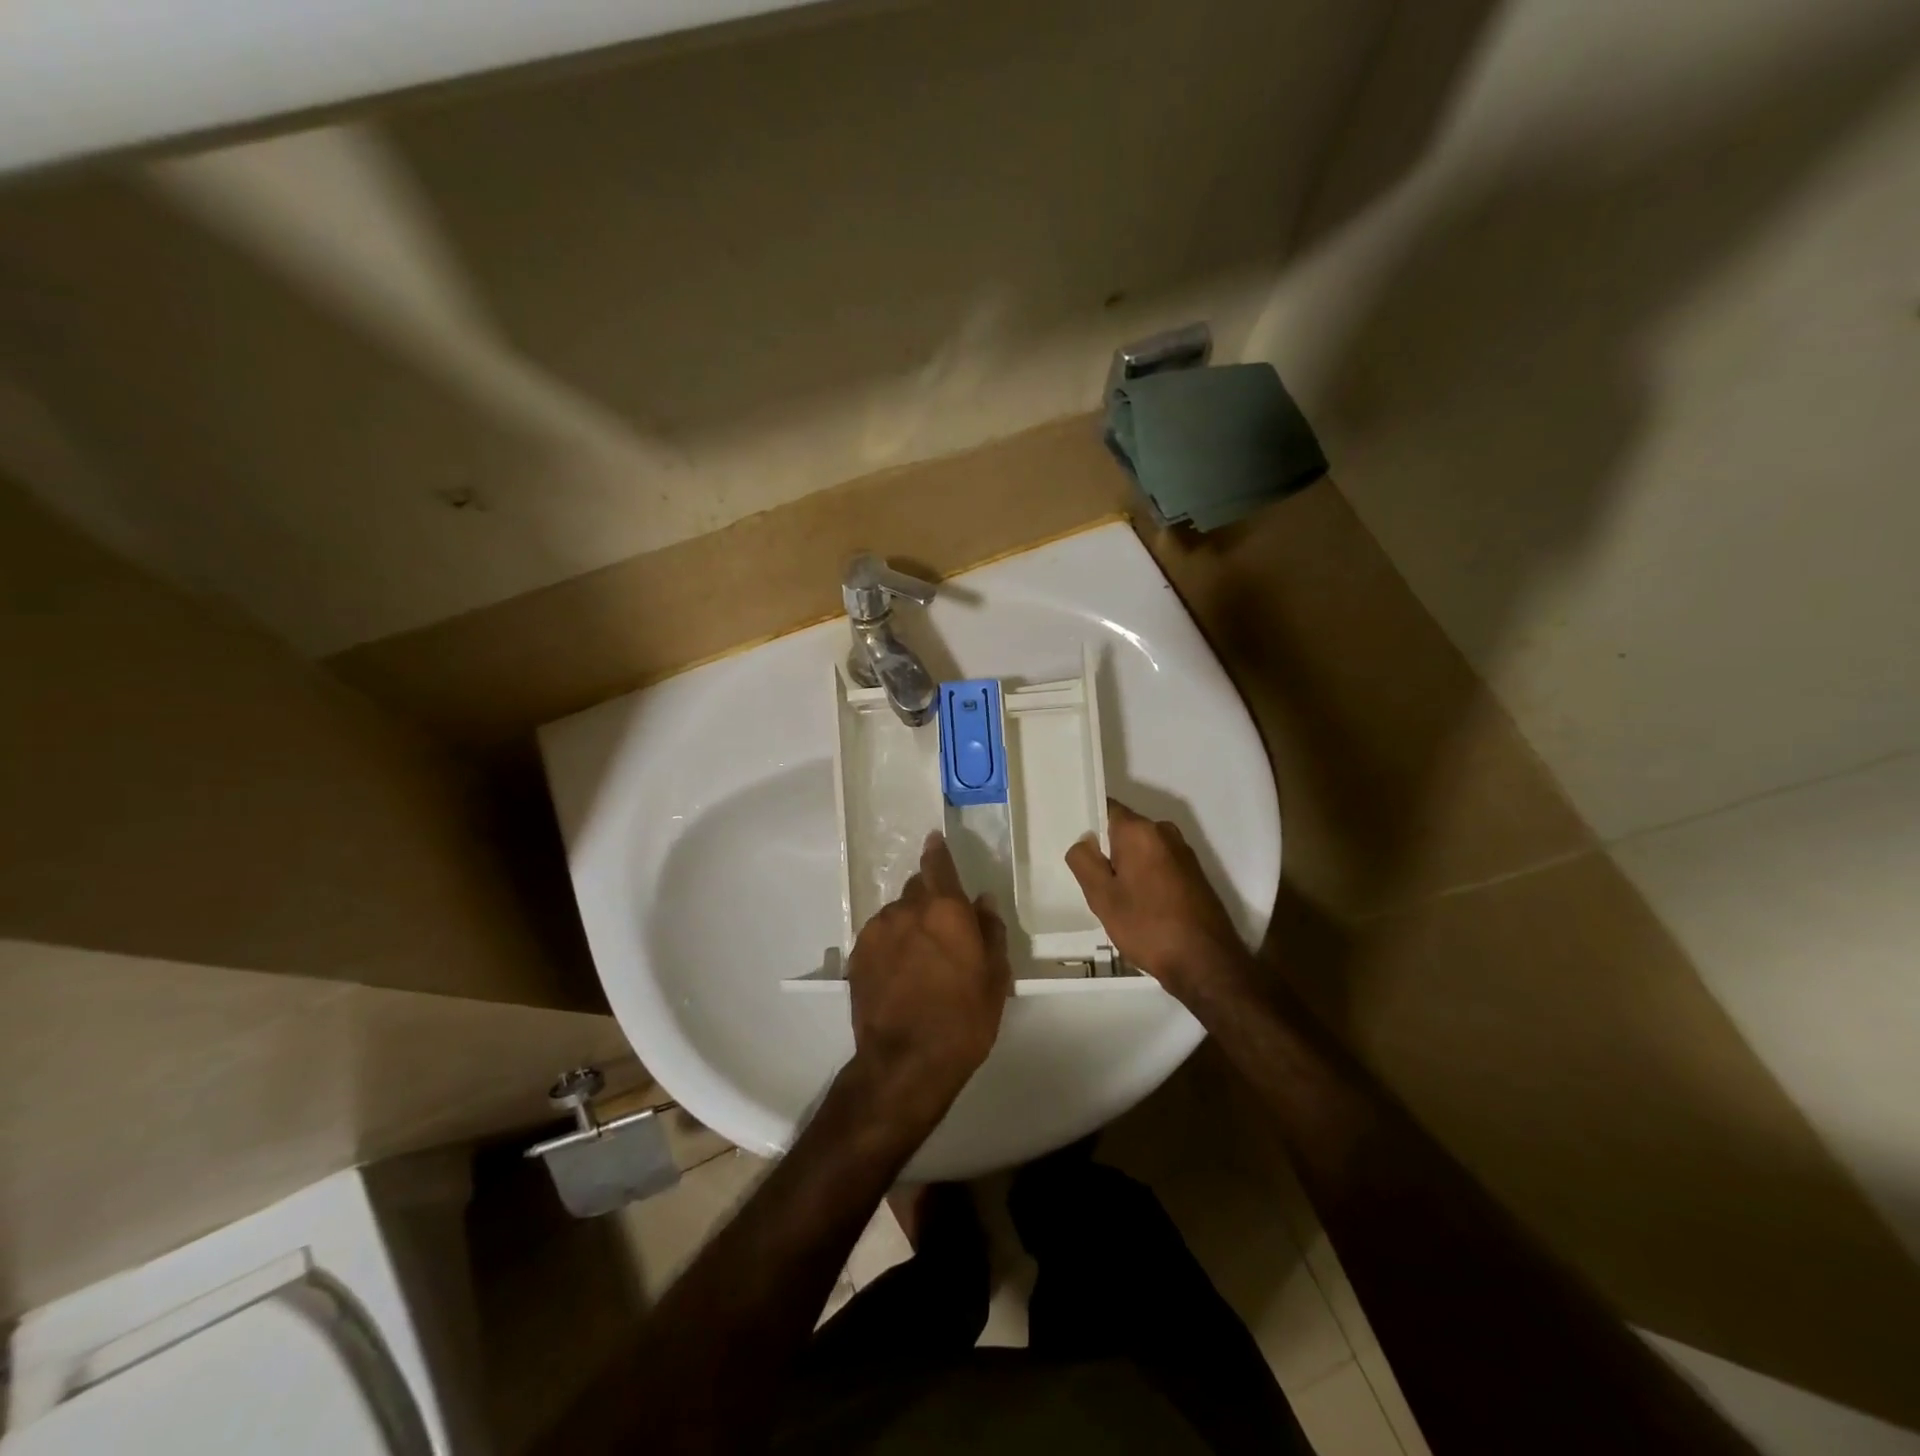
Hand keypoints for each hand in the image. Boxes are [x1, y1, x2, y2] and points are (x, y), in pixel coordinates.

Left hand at [846, 832, 1010, 1132]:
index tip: (934, 839)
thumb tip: (982, 901)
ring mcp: (877, 931)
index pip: (938, 864)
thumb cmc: (963, 1020)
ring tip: (920, 959)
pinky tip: (899, 973)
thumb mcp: (995, 977)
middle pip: (917, 889)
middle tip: (942, 929)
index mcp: (945, 909)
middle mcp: (906, 909)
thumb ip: (990, 930)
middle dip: (929, 899)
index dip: (937, 850)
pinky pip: (879, 937)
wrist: (905, 1063)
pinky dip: (891, 944)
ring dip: (909, 924)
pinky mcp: (857, 956)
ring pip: (896, 914)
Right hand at [1065, 799, 1251, 1003]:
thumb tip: (1084, 841)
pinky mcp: (1193, 873)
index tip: (1078, 849)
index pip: (1106, 808)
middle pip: (1124, 831)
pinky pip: (1158, 864)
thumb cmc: (1148, 927)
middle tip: (1093, 884)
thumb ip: (1084, 861)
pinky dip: (1145, 878)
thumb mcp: (1102, 897)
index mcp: (1140, 830)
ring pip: (1141, 850)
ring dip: (1127, 868)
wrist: (1206, 963)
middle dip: (1107, 852)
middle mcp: (1165, 832)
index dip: (1088, 824)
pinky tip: (1141, 908)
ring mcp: (1183, 852)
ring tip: (1117, 901)